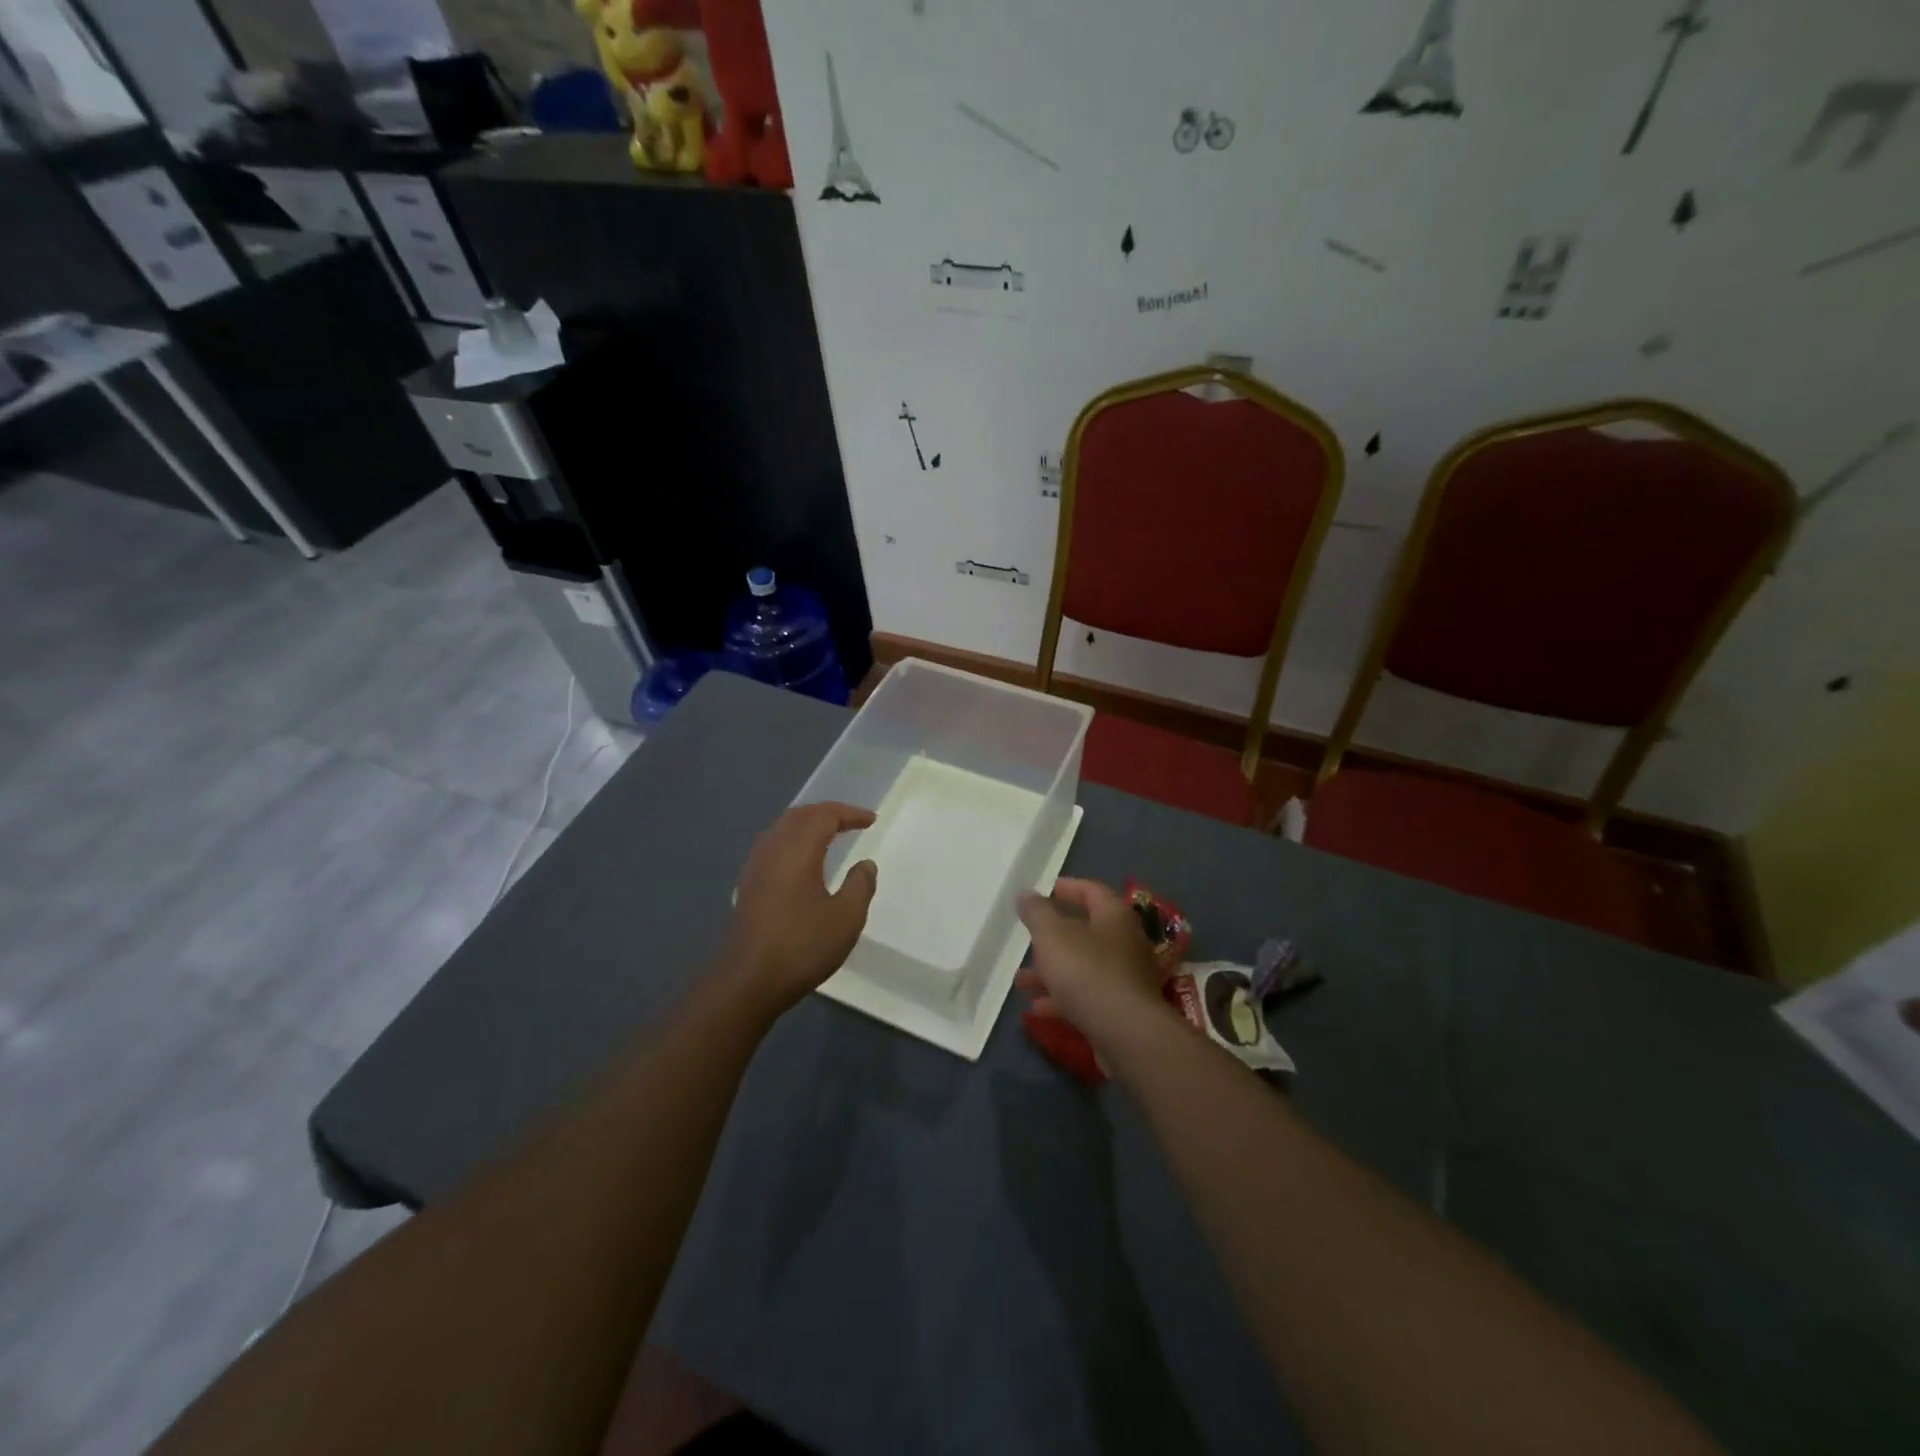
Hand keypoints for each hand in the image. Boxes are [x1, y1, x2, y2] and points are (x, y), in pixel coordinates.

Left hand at [716, 802, 877, 1020]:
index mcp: (797, 851)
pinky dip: (793, 842)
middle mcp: (772, 850)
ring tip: (829, 835)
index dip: (849, 813)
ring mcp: (755, 868)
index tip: (871, 820)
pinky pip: (772, 847)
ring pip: (781, 830)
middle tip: (851, 821)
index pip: (824, 816)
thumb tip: (865, 864)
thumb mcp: (846, 918)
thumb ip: (860, 886)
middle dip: (826, 813)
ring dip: (807, 825)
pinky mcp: (747, 887)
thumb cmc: (801, 946)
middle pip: (799, 816)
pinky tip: (801, 862)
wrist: (747, 982)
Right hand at [1017, 878, 1172, 1050]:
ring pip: (1083, 968)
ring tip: (1022, 982)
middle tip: (1029, 941)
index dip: (1069, 887)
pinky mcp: (1122, 1010)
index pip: (1093, 891)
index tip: (1048, 889)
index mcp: (1115, 917)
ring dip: (1052, 972)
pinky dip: (1063, 998)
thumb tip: (1025, 893)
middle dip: (1053, 938)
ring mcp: (1126, 979)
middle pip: (1087, 932)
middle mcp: (1126, 944)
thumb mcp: (1051, 936)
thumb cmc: (1087, 971)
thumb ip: (1036, 913)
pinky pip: (1088, 996)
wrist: (1126, 1033)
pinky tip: (1038, 1009)